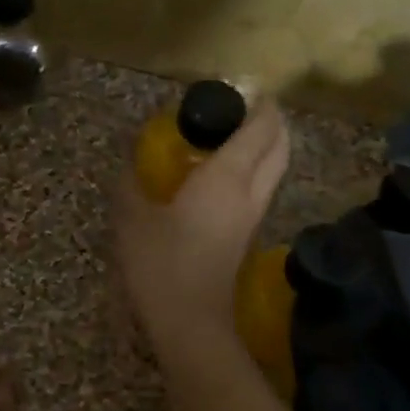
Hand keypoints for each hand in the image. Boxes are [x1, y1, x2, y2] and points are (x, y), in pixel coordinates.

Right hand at [114, 98, 289, 352]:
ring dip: (265, 147)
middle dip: (272, 121)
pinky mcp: (247, 237)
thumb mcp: (134, 220)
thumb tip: (129, 162)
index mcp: (227, 178)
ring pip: (275, 170)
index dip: (259, 103)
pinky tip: (221, 175)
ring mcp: (253, 217)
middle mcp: (251, 192)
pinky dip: (254, 171)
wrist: (191, 322)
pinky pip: (261, 190)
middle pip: (280, 146)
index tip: (243, 88)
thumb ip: (131, 185)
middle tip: (245, 108)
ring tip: (232, 137)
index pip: (260, 128)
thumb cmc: (162, 265)